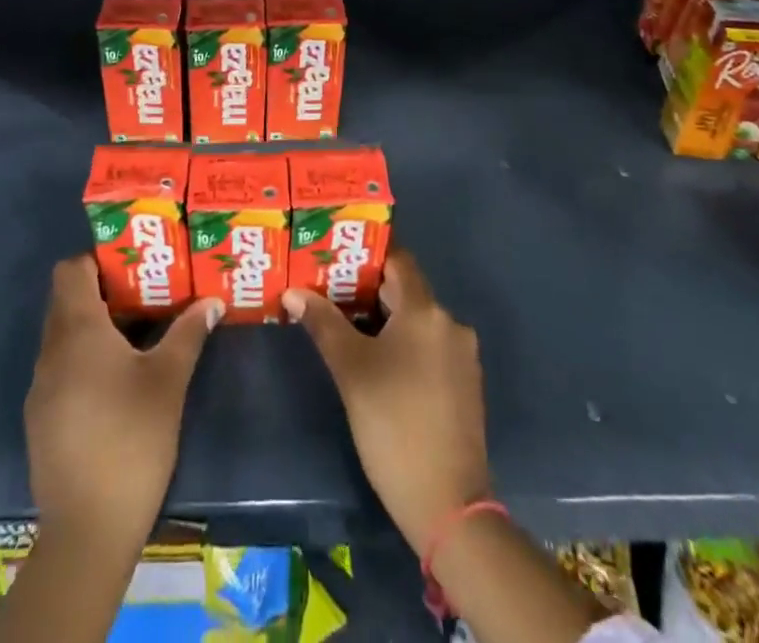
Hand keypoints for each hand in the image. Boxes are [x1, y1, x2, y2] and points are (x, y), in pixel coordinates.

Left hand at [24, 255, 221, 548]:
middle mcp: (51, 350)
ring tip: (137, 333)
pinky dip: (84, 359)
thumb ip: (188, 333)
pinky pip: (60, 367)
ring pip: (63, 335)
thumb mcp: (168, 380)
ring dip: (94, 326)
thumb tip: (212, 301)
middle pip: (66, 300)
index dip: (97, 259)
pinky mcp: (41, 418)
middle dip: (103, 291)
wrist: (88, 530)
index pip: (70, 269)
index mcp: (77, 330)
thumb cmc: (131, 439)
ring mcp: (41, 387)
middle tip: (144, 292)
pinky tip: (116, 381)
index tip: (132, 263)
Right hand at [283, 251, 490, 555]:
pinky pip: (428, 348)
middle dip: (368, 289)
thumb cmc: (394, 424)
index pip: (398, 260)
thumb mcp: (351, 370)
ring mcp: (462, 357)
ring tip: (345, 324)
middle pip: (406, 291)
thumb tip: (293, 292)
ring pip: (416, 322)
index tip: (336, 255)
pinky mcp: (464, 386)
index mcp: (426, 311)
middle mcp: (450, 324)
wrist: (447, 505)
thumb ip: (323, 324)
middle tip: (329, 290)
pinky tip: (376, 362)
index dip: (367, 254)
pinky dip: (403, 345)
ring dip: (384, 319)